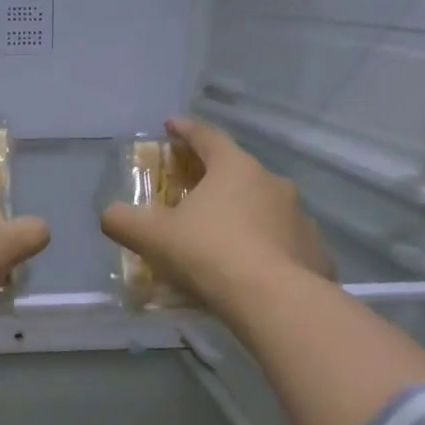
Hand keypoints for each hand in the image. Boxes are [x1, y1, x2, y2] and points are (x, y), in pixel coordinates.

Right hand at [100, 116, 334, 311]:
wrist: (273, 300)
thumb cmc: (208, 253)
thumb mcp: (151, 237)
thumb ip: (122, 220)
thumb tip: (110, 214)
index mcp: (234, 168)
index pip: (207, 137)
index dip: (185, 129)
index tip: (171, 124)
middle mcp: (272, 183)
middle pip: (237, 172)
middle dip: (213, 178)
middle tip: (192, 192)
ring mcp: (299, 216)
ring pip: (263, 208)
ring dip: (242, 215)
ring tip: (222, 239)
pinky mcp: (314, 250)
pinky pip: (282, 242)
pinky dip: (264, 248)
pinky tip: (250, 270)